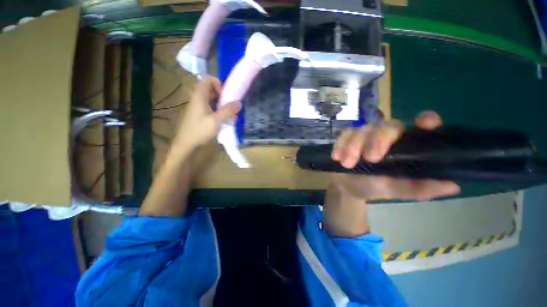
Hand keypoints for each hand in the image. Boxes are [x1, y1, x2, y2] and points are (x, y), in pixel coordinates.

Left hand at [173, 77, 241, 149]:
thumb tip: (239, 103)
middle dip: (223, 95)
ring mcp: (199, 106)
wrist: (186, 143)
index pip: (207, 79)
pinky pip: (211, 107)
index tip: (225, 94)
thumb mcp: (216, 120)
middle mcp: (198, 98)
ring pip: (212, 99)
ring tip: (230, 113)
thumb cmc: (200, 130)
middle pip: (211, 89)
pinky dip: (219, 110)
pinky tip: (225, 119)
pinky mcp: (200, 114)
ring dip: (222, 104)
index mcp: (199, 96)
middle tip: (230, 104)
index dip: (218, 83)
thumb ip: (227, 111)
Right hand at [331, 111, 460, 200]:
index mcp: (404, 146)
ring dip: (353, 146)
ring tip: (346, 164)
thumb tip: (453, 185)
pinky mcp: (347, 137)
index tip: (425, 124)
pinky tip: (337, 157)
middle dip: (377, 140)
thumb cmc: (373, 187)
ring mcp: (365, 135)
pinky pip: (344, 134)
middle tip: (370, 159)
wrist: (347, 187)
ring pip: (362, 129)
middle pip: (386, 126)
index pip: (419, 126)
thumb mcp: (396, 190)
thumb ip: (418, 188)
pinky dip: (340, 144)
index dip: (426, 121)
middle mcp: (386, 136)